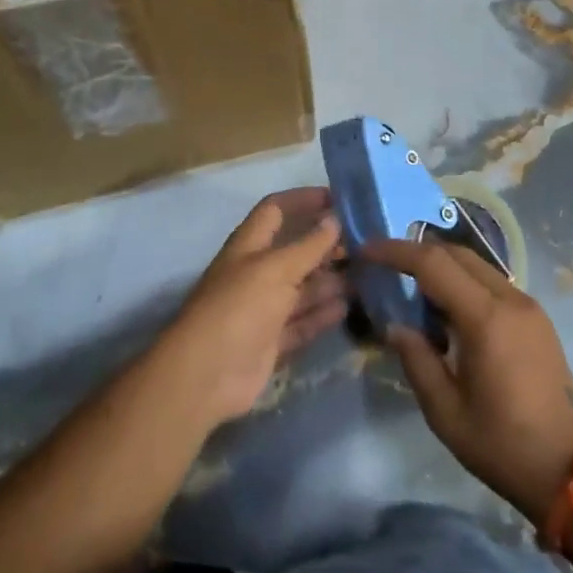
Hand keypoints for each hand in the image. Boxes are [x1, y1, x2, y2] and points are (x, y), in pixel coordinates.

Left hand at [157, 188, 346, 429]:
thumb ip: (308, 245)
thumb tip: (334, 219)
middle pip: (295, 251)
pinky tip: (346, 308)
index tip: (338, 198)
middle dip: (325, 245)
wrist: (207, 374)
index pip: (276, 210)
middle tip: (364, 244)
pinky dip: (322, 315)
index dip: (303, 200)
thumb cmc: (239, 306)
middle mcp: (257, 272)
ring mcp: (264, 309)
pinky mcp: (272, 341)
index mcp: (250, 245)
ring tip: (365, 276)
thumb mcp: (276, 269)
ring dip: (329, 282)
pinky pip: (302, 323)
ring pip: (302, 289)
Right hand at [364, 239, 572, 525]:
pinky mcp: (537, 318)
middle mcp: (510, 299)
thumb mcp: (444, 411)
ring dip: (443, 267)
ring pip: (477, 265)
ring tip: (414, 291)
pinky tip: (449, 312)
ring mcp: (528, 306)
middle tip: (387, 267)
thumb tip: (396, 326)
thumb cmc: (500, 444)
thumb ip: (416, 359)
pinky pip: (493, 283)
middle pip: (456, 254)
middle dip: (418, 253)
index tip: (367, 251)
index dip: (396, 251)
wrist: (566, 471)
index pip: (433, 264)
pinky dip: (465, 283)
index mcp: (486, 319)